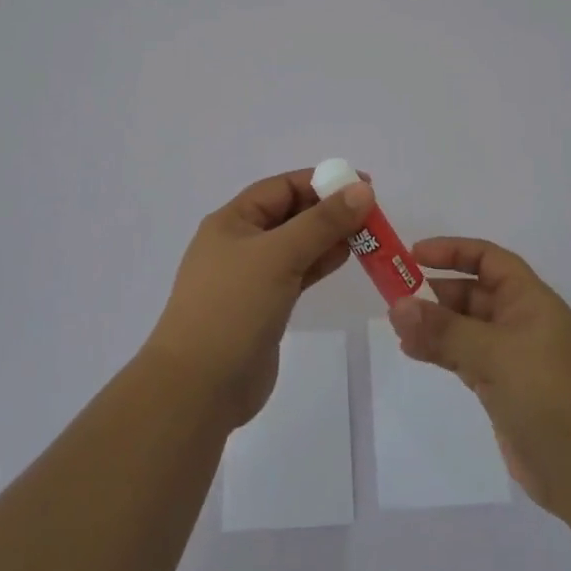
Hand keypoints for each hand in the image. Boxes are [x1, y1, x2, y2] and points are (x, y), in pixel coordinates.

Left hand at [145, 170, 373, 428]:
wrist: (198, 388)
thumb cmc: (233, 307)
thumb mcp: (278, 255)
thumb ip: (322, 222)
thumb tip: (362, 189)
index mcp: (233, 221)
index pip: (282, 187)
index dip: (321, 182)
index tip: (362, 184)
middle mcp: (240, 243)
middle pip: (291, 214)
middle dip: (329, 209)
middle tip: (372, 212)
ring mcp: (251, 277)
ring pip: (297, 244)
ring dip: (329, 237)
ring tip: (368, 234)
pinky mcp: (264, 307)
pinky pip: (298, 273)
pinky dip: (321, 263)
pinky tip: (346, 257)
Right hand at [388, 238, 570, 516]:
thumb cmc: (548, 395)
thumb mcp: (494, 354)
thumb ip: (444, 330)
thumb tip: (396, 306)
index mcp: (530, 299)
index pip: (488, 259)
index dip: (453, 251)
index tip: (414, 254)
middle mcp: (521, 321)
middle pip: (473, 292)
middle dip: (436, 291)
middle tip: (394, 296)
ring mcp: (512, 357)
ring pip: (465, 327)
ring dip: (434, 323)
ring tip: (397, 326)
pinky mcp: (503, 389)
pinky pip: (464, 357)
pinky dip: (440, 351)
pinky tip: (413, 351)